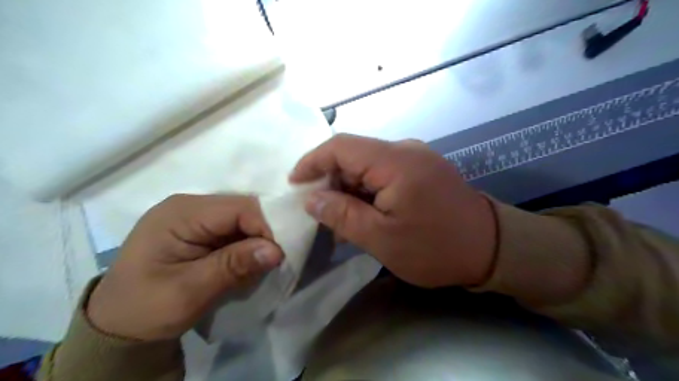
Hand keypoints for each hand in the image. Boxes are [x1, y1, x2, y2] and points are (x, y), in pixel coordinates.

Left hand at [88, 196, 283, 340]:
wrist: (119, 326)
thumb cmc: (146, 308)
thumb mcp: (189, 291)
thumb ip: (233, 266)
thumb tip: (276, 251)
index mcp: (181, 213)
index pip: (239, 207)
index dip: (264, 227)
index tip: (277, 256)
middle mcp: (190, 206)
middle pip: (242, 209)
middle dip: (261, 234)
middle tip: (270, 262)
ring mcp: (195, 216)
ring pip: (242, 219)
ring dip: (255, 241)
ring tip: (257, 265)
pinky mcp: (200, 229)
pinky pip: (234, 230)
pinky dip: (245, 246)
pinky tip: (245, 262)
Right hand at [289, 132, 497, 285]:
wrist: (491, 249)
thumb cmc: (435, 248)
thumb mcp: (382, 238)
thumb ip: (343, 215)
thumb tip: (312, 199)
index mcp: (394, 161)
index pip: (340, 146)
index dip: (312, 161)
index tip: (294, 183)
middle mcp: (405, 150)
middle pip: (353, 155)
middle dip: (329, 180)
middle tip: (316, 210)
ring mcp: (415, 158)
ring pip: (367, 165)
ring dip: (348, 189)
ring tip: (337, 219)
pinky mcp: (422, 170)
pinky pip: (384, 173)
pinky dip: (367, 191)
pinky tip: (362, 214)